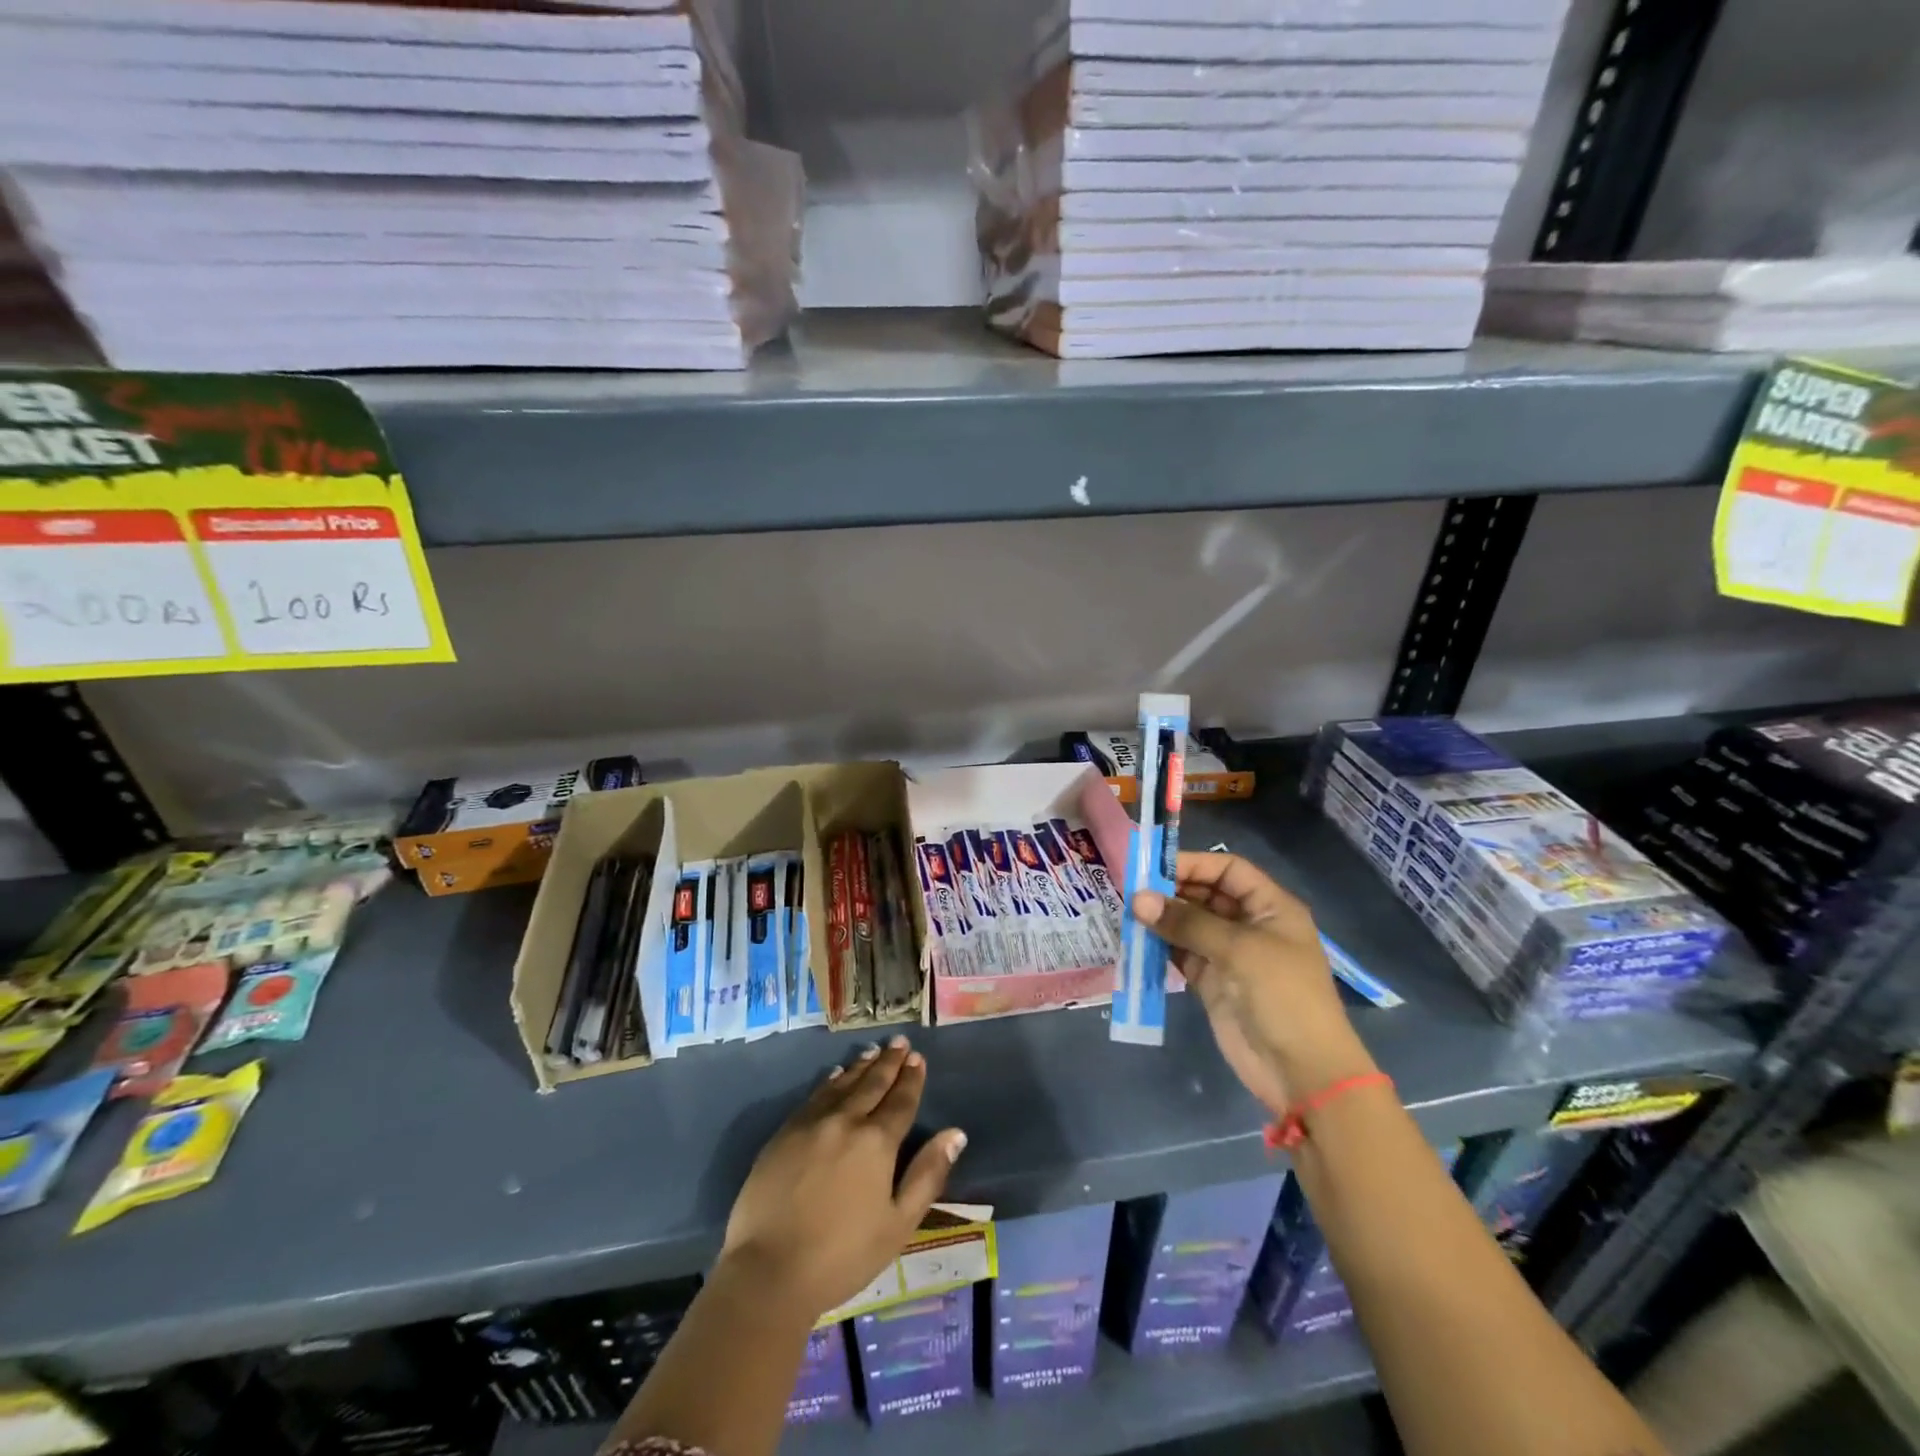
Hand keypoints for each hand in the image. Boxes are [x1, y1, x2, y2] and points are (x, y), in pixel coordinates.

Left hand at [719, 1037, 966, 1321]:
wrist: (769, 1271)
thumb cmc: (843, 1256)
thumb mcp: (898, 1224)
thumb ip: (927, 1175)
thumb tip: (955, 1134)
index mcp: (877, 1142)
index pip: (901, 1101)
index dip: (911, 1079)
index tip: (918, 1058)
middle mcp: (846, 1121)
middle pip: (872, 1084)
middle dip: (889, 1062)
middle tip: (899, 1042)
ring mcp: (811, 1123)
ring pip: (842, 1084)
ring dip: (861, 1066)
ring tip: (873, 1051)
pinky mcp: (784, 1133)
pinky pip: (814, 1096)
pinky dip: (830, 1082)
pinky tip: (835, 1076)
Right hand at [1133, 852, 1375, 1116]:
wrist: (1302, 1071)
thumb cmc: (1282, 996)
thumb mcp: (1239, 950)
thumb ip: (1187, 922)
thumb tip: (1138, 900)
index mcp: (1270, 906)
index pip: (1227, 870)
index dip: (1192, 864)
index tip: (1152, 869)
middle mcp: (1249, 924)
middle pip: (1204, 894)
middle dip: (1170, 891)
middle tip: (1130, 892)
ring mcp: (1229, 954)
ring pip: (1188, 924)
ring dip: (1161, 919)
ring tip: (1126, 914)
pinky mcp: (1211, 982)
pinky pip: (1181, 954)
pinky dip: (1159, 947)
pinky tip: (1135, 941)